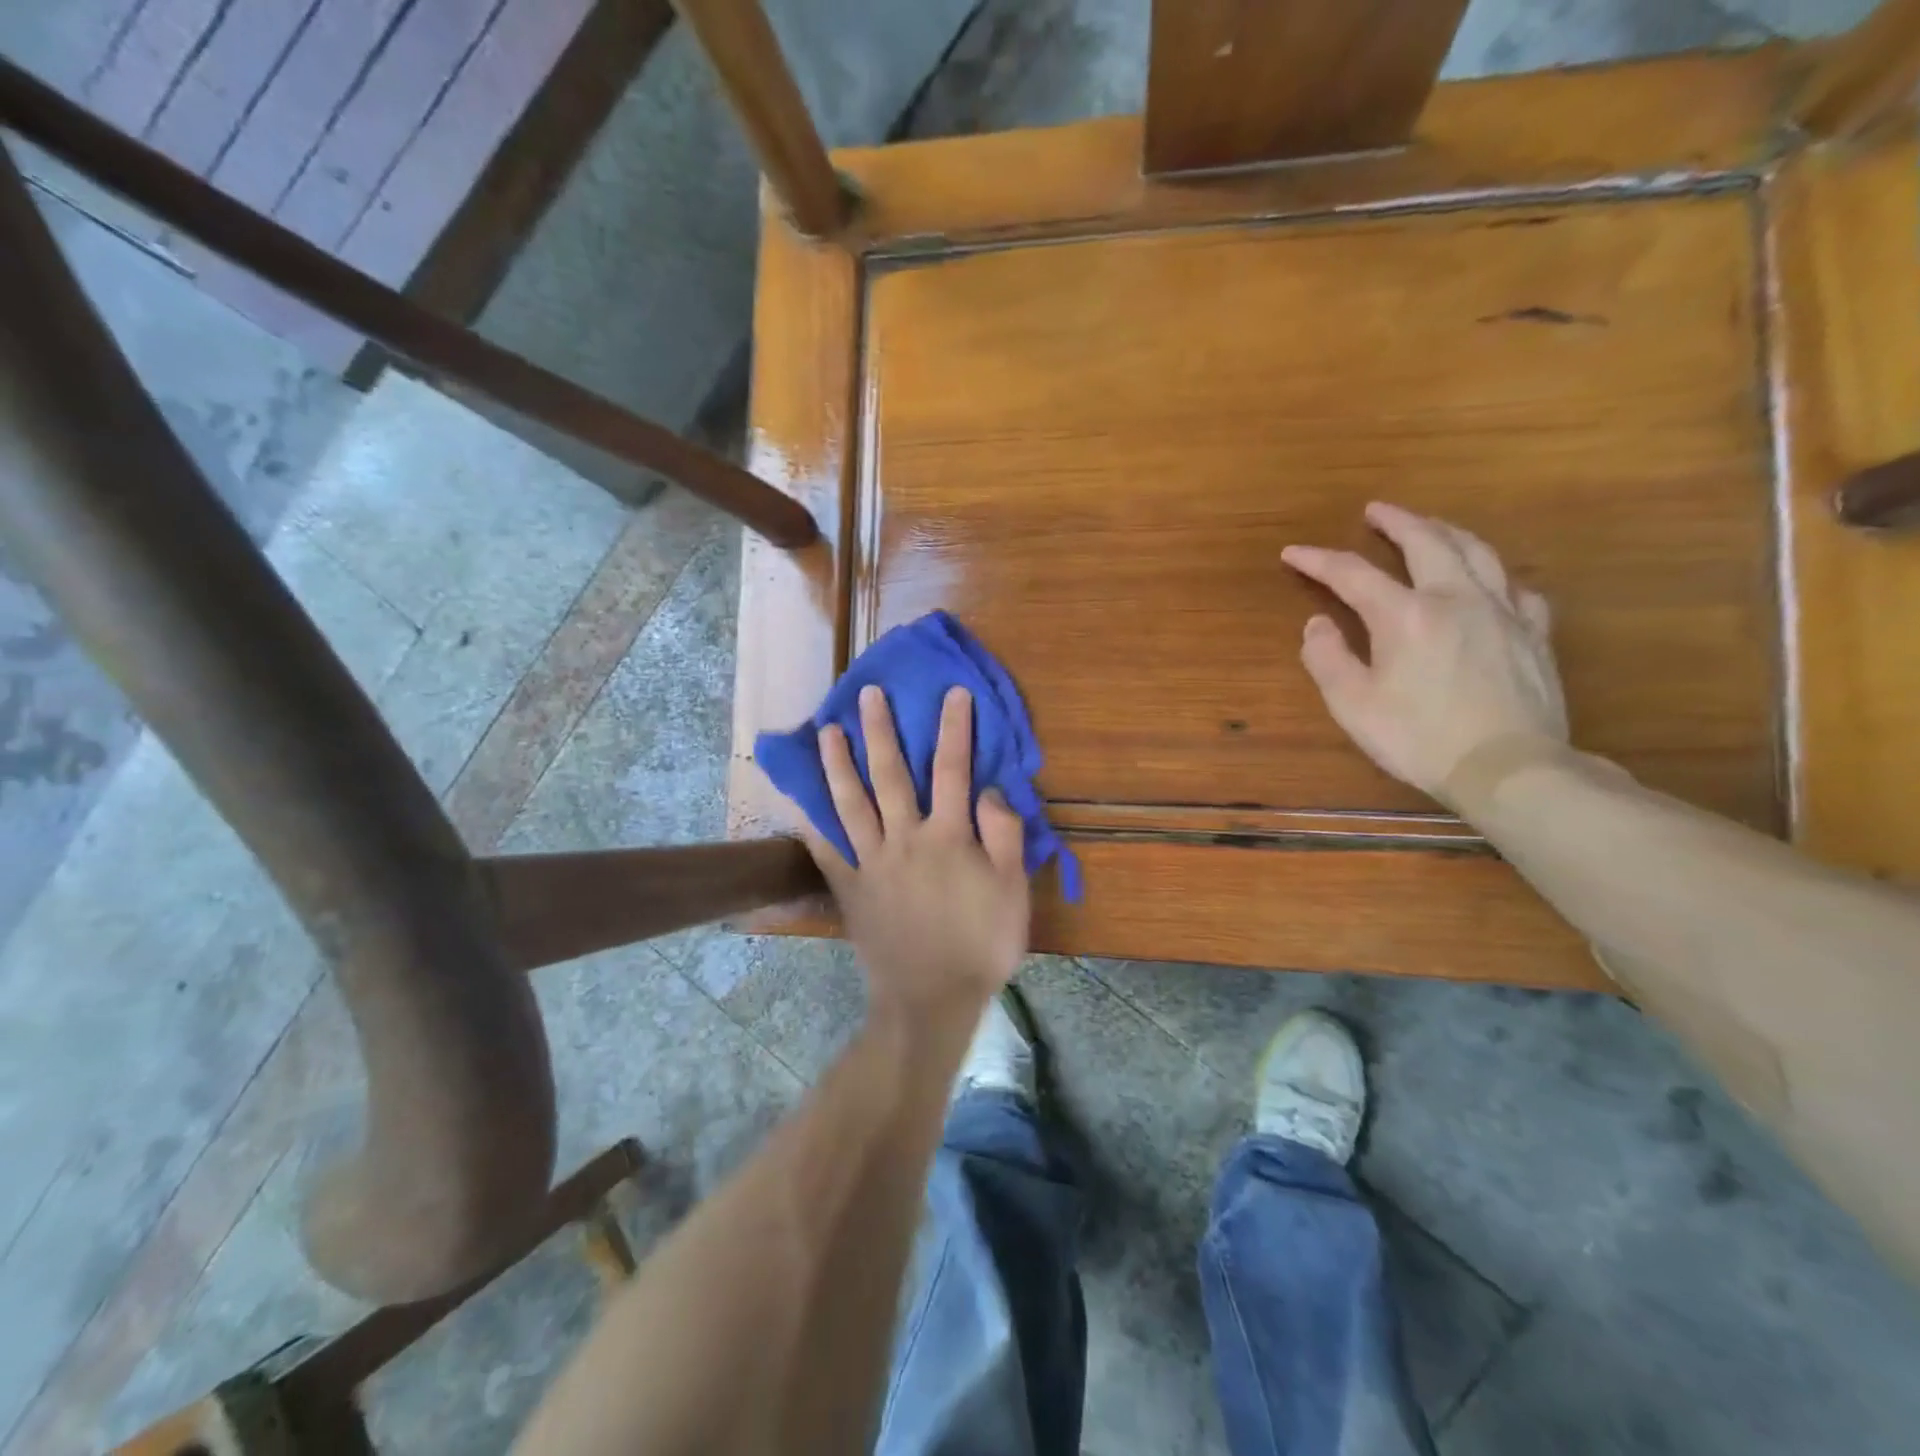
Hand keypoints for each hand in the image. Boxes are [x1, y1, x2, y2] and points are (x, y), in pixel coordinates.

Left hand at [797, 684, 1030, 1015]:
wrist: (931, 999)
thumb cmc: (981, 945)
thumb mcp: (1012, 891)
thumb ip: (1004, 835)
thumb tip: (988, 789)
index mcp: (949, 836)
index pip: (953, 770)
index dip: (954, 728)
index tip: (952, 693)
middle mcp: (906, 838)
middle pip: (891, 775)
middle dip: (881, 731)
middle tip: (867, 695)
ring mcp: (872, 863)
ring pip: (850, 804)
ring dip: (838, 764)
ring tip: (827, 731)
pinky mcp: (851, 889)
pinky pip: (827, 852)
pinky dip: (812, 826)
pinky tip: (800, 803)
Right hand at [1281, 502, 1568, 800]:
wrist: (1509, 768)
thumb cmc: (1419, 739)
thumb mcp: (1352, 706)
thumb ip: (1328, 659)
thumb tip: (1317, 624)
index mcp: (1405, 615)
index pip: (1353, 574)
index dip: (1318, 560)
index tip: (1292, 552)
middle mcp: (1456, 598)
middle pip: (1427, 541)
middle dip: (1396, 521)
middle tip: (1377, 510)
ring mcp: (1503, 611)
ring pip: (1477, 551)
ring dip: (1446, 532)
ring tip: (1430, 526)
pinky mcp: (1534, 633)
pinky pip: (1516, 587)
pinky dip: (1494, 574)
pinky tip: (1488, 580)